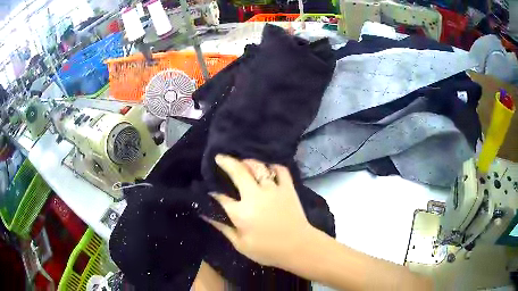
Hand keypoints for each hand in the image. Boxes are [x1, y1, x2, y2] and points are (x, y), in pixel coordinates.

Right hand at [203, 154, 314, 268]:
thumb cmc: (268, 250)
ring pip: (258, 167)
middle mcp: (255, 196)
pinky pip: (280, 170)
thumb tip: (206, 214)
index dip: (213, 194)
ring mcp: (273, 189)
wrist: (299, 247)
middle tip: (220, 157)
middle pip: (238, 172)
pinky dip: (273, 166)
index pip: (221, 198)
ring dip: (248, 161)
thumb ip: (223, 227)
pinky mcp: (288, 188)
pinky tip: (267, 167)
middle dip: (226, 162)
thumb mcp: (241, 244)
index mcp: (241, 212)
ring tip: (242, 161)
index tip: (210, 191)